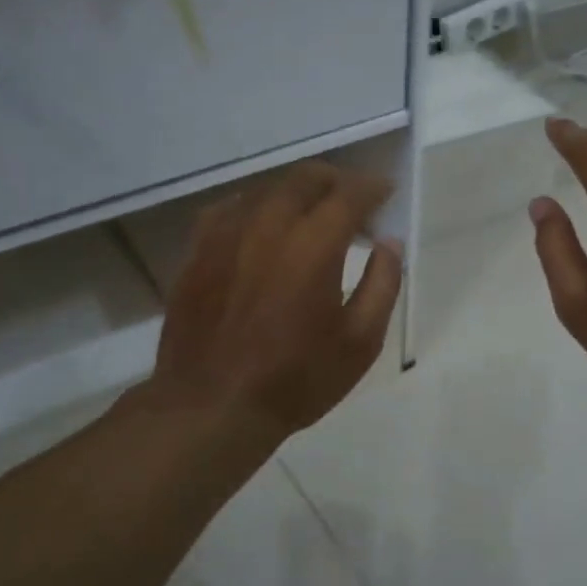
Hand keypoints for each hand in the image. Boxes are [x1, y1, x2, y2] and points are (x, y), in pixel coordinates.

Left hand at [150, 162, 403, 439]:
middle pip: (306, 179)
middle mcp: (268, 225)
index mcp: (314, 245)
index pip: (350, 194)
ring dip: (297, 193)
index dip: (373, 188)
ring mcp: (226, 233)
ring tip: (311, 216)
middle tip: (353, 202)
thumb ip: (383, 284)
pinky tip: (262, 229)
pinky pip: (231, 208)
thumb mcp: (360, 342)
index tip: (385, 193)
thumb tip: (389, 243)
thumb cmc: (295, 379)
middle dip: (337, 181)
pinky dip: (258, 208)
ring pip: (267, 189)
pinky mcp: (197, 250)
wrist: (212, 406)